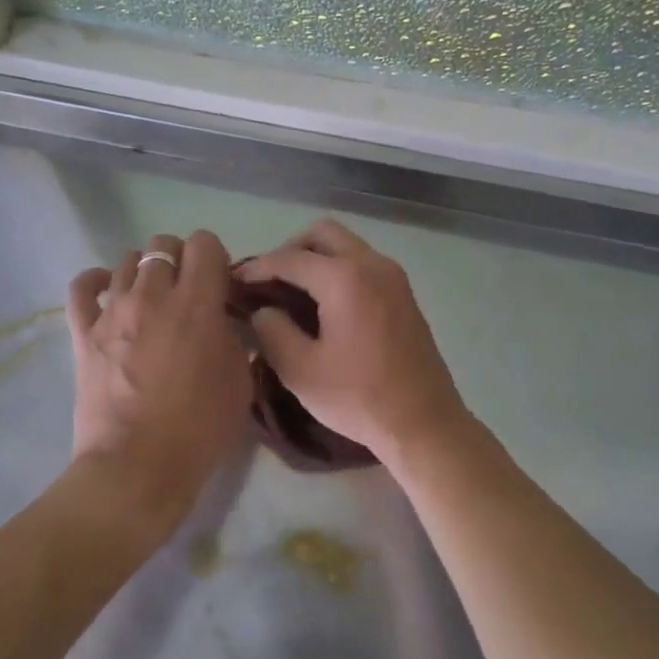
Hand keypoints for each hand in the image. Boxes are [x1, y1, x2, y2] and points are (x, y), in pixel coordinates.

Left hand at [66, 230, 251, 533]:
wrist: (137, 467)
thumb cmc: (199, 429)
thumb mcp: (239, 381)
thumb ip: (234, 338)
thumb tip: (222, 321)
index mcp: (197, 303)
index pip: (205, 244)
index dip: (215, 257)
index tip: (219, 283)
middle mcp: (153, 295)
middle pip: (163, 246)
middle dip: (180, 260)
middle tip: (187, 292)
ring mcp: (113, 311)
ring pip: (127, 261)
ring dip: (145, 273)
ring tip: (152, 300)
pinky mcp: (83, 332)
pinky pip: (82, 287)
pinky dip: (97, 282)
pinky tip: (109, 292)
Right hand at [237, 220, 468, 464]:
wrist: (425, 423)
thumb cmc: (360, 398)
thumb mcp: (300, 370)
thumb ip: (273, 331)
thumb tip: (264, 310)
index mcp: (345, 278)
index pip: (290, 258)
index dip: (257, 267)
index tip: (234, 281)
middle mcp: (372, 264)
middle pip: (323, 234)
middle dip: (290, 250)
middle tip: (269, 282)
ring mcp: (393, 277)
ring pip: (346, 246)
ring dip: (316, 258)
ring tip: (292, 293)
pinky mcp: (404, 294)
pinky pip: (363, 264)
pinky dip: (338, 271)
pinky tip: (323, 305)